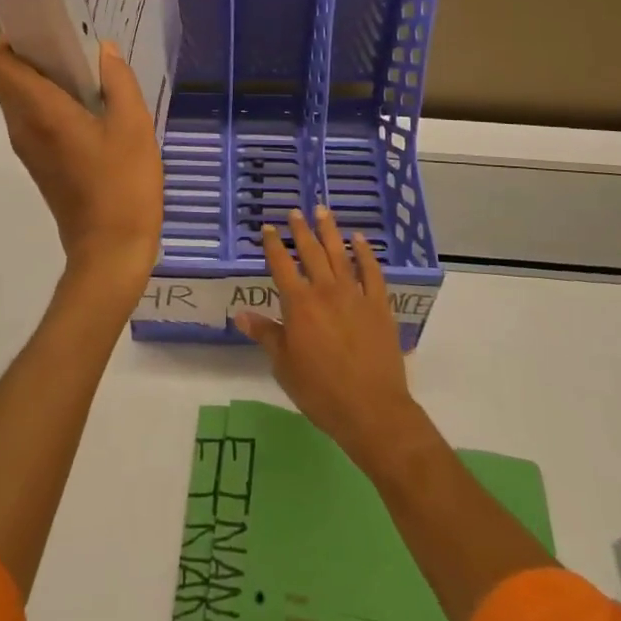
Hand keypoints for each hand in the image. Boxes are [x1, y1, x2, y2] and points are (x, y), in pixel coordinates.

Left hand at [0, 36, 162, 306]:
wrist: (110, 251)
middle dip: (34, 51)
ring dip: (45, 76)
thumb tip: (103, 50)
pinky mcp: (39, 162)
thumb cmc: (123, 185)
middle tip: (76, 44)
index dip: (11, 36)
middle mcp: (22, 125)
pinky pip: (33, 117)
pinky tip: (92, 105)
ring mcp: (28, 146)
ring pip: (20, 96)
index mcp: (39, 111)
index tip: (47, 27)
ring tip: (89, 72)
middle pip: (6, 74)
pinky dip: (51, 100)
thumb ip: (118, 81)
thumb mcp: (133, 126)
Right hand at [237, 207, 423, 472]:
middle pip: (311, 252)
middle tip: (295, 212)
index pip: (281, 265)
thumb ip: (265, 334)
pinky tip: (360, 240)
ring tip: (323, 211)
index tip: (268, 228)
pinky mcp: (379, 305)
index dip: (273, 245)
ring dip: (330, 231)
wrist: (371, 409)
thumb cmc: (320, 391)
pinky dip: (365, 253)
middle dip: (301, 230)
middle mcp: (325, 291)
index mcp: (299, 304)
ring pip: (340, 254)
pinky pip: (371, 272)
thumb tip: (240, 314)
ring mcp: (355, 295)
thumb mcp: (283, 365)